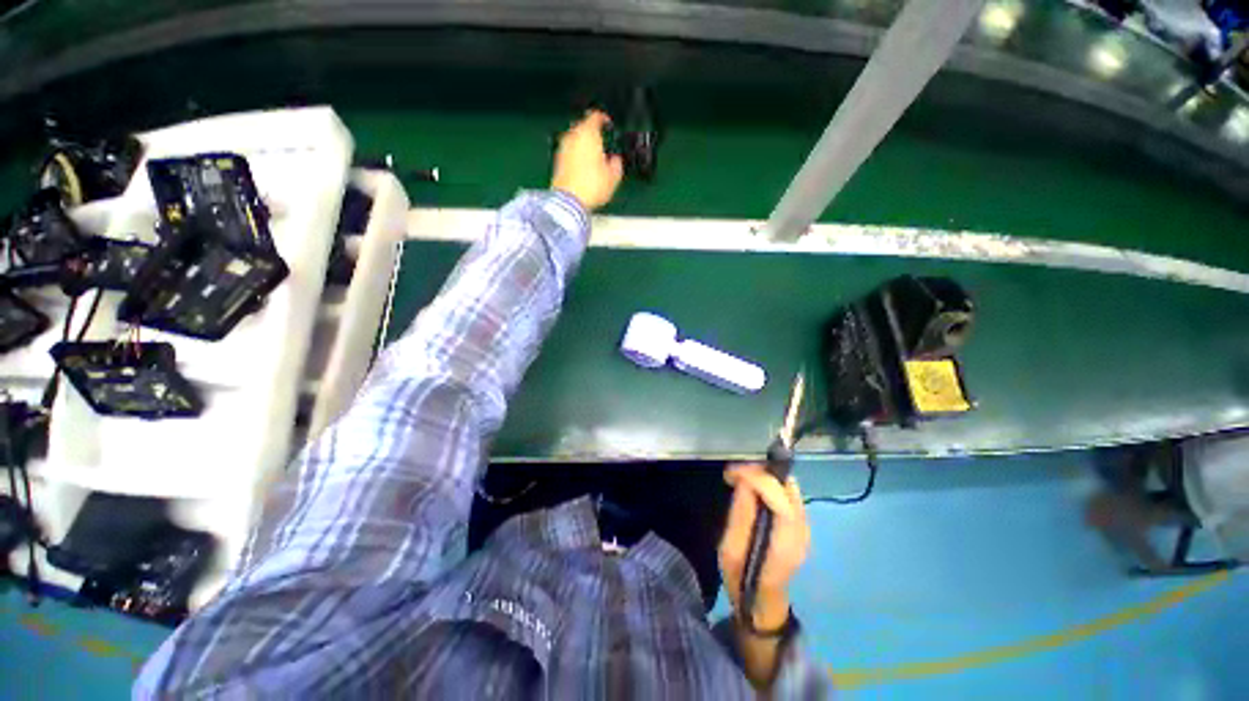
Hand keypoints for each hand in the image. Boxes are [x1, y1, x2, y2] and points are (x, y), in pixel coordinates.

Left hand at [551, 110, 623, 211]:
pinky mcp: (557, 161)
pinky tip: (583, 168)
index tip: (608, 124)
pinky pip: (569, 152)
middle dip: (592, 133)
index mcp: (588, 134)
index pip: (595, 116)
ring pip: (575, 140)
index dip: (603, 119)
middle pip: (583, 127)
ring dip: (583, 145)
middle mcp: (573, 136)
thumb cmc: (591, 186)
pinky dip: (576, 155)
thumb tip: (616, 161)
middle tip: (601, 142)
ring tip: (593, 157)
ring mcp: (563, 148)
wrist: (569, 200)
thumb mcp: (613, 177)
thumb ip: (616, 164)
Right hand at [719, 465, 810, 627]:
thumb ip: (740, 514)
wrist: (762, 602)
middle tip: (734, 473)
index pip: (780, 500)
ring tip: (739, 478)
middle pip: (788, 488)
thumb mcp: (730, 549)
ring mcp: (805, 527)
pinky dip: (770, 484)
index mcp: (785, 542)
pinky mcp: (801, 523)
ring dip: (764, 475)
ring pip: (789, 486)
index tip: (732, 472)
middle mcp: (802, 531)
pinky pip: (788, 493)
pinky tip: (752, 488)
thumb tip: (743, 481)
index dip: (757, 478)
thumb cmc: (741, 578)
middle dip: (759, 472)